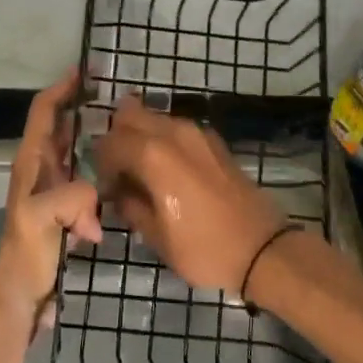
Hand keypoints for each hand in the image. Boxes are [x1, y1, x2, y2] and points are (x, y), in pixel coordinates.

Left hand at [0, 69, 102, 333]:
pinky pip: (87, 175)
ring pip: (75, 149)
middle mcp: (41, 167)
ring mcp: (53, 187)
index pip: (44, 111)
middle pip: (60, 124)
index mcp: (31, 161)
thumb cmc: (26, 252)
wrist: (23, 293)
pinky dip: (102, 166)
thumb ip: (69, 198)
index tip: (85, 70)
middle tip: (114, 94)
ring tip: (124, 126)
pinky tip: (123, 171)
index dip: (62, 88)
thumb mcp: (40, 219)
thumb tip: (96, 197)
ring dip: (94, 134)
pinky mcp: (66, 206)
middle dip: (81, 104)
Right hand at [95, 98, 287, 293]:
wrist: (262, 248)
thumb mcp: (156, 237)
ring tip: (143, 172)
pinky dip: (163, 140)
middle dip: (118, 138)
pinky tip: (168, 172)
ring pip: (154, 117)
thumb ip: (130, 206)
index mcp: (153, 155)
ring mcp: (196, 132)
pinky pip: (175, 127)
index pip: (109, 143)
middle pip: (129, 114)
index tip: (106, 189)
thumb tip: (119, 192)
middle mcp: (173, 132)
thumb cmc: (204, 247)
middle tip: (120, 172)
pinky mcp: (213, 139)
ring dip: (140, 136)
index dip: (101, 164)